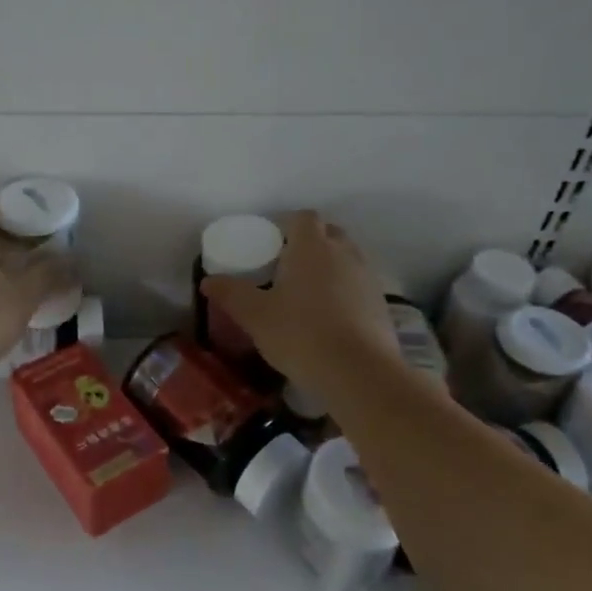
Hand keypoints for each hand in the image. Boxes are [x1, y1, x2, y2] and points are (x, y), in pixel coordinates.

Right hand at [201, 211, 403, 402]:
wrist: (359, 373)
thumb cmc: (301, 334)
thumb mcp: (255, 316)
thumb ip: (231, 294)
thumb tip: (209, 280)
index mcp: (311, 247)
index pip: (302, 218)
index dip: (286, 225)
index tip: (270, 244)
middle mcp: (344, 253)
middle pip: (328, 233)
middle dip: (309, 243)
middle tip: (286, 267)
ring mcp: (367, 278)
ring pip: (346, 259)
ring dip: (329, 267)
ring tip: (308, 294)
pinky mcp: (382, 304)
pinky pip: (359, 285)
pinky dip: (345, 292)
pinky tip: (330, 318)